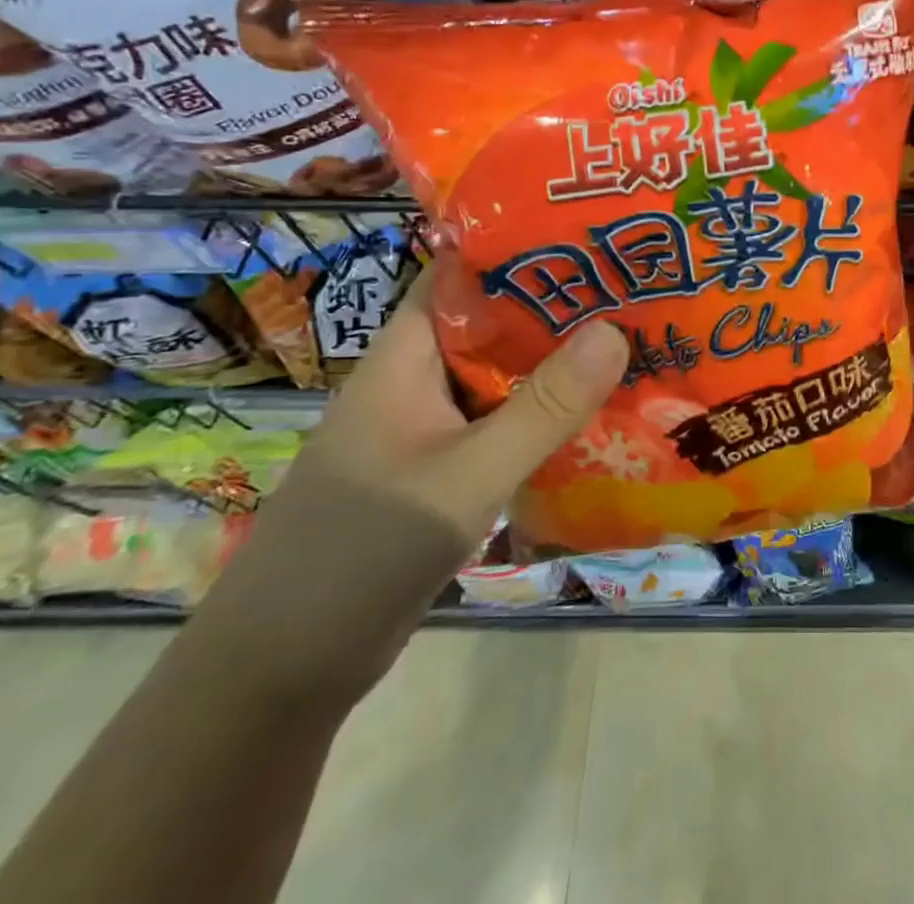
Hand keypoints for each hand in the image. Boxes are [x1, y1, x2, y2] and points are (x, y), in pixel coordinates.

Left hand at [185, 268, 627, 705]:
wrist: (278, 675)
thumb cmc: (361, 552)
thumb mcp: (466, 476)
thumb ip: (543, 408)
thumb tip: (614, 330)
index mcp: (405, 357)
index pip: (463, 274)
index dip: (523, 248)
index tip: (593, 238)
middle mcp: (417, 381)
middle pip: (493, 325)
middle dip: (560, 308)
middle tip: (635, 290)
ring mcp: (428, 429)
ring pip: (502, 378)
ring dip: (557, 366)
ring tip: (634, 342)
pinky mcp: (440, 472)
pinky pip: (502, 425)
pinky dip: (544, 417)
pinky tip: (598, 418)